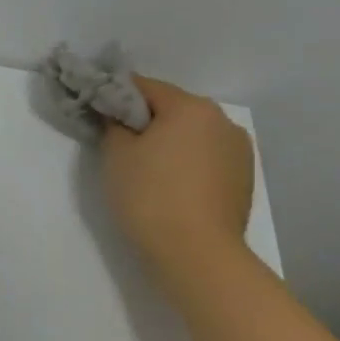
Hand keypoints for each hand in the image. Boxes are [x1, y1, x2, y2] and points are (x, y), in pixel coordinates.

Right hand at [102, 76, 254, 285]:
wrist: (196, 253)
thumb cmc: (149, 195)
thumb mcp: (116, 154)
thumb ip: (114, 124)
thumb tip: (119, 117)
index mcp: (191, 107)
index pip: (144, 86)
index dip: (115, 95)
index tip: (96, 111)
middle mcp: (221, 120)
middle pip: (172, 108)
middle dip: (145, 120)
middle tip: (117, 143)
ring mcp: (239, 150)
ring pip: (192, 134)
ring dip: (168, 141)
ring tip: (145, 168)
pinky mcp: (243, 178)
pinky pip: (206, 157)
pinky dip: (186, 162)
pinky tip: (169, 185)